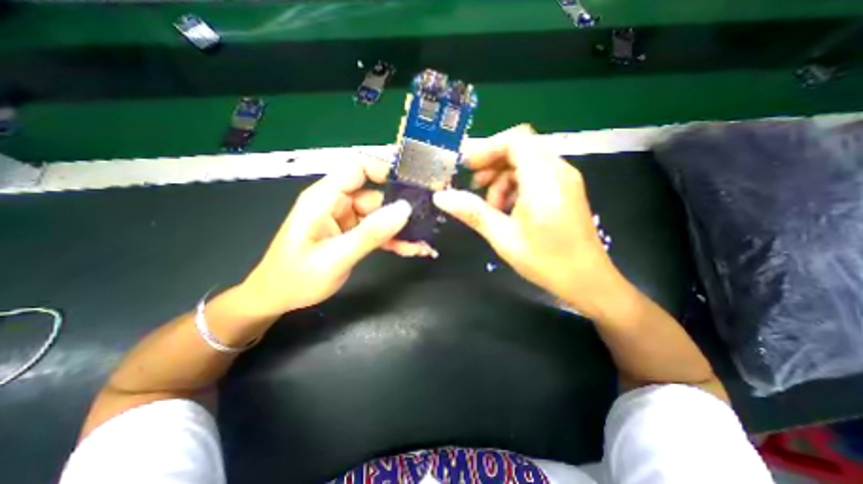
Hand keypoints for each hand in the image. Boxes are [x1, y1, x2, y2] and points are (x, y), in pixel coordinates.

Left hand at [237, 156, 435, 315]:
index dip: (385, 171)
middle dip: (401, 210)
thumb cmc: (297, 278)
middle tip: (426, 224)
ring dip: (401, 230)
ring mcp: (347, 220)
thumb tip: (404, 209)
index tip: (413, 186)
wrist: (279, 299)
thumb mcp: (335, 257)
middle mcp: (338, 203)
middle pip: (377, 195)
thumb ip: (370, 233)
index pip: (358, 169)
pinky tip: (412, 250)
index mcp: (325, 198)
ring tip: (421, 244)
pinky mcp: (353, 234)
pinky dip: (394, 240)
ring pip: (382, 216)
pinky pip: (379, 231)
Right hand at [435, 124, 630, 317]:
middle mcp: (558, 171)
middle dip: (493, 163)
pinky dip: (517, 184)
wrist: (587, 281)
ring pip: (527, 162)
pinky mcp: (565, 190)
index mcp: (544, 179)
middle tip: (474, 185)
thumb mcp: (503, 237)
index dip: (488, 148)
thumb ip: (472, 212)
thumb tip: (441, 197)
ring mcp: (565, 180)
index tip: (466, 165)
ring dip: (503, 177)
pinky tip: (508, 209)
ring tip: (491, 205)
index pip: (516, 140)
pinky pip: (536, 175)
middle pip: (521, 148)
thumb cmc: (545, 261)